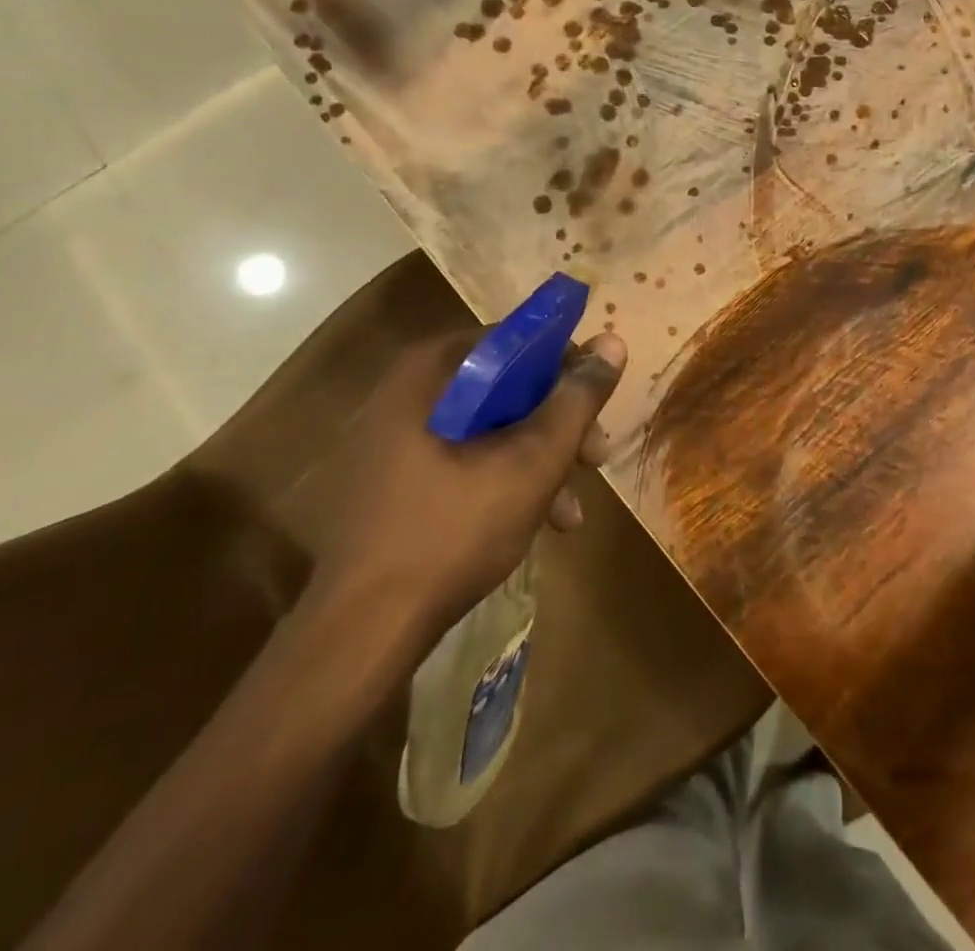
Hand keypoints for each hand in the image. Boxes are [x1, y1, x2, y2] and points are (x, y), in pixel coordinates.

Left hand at [310, 328, 626, 648]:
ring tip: (571, 511)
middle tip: (595, 458)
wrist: (361, 634)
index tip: (596, 404)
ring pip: (489, 429)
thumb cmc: (453, 531)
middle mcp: (406, 394)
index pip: (515, 340)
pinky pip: (463, 460)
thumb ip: (577, 399)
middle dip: (557, 425)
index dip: (565, 367)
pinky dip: (504, 481)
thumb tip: (613, 341)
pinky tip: (538, 524)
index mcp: (430, 373)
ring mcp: (394, 441)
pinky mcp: (392, 483)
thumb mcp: (533, 461)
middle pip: (505, 388)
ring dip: (538, 461)